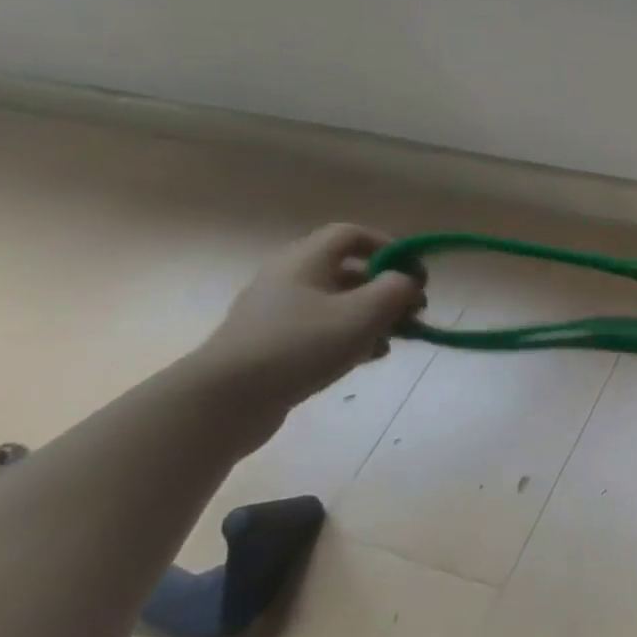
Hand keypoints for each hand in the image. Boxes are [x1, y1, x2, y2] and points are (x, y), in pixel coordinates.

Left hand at [195, 224, 425, 417]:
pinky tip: (366, 358)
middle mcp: (288, 279)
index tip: (414, 273)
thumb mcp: (364, 313)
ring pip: (338, 303)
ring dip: (372, 317)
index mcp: (305, 261)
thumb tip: (407, 282)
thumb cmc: (300, 345)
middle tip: (411, 312)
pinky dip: (350, 337)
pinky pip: (322, 330)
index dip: (388, 246)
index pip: (351, 234)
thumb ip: (396, 289)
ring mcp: (277, 314)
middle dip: (386, 289)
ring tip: (392, 340)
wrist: (223, 402)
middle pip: (348, 271)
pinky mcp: (273, 345)